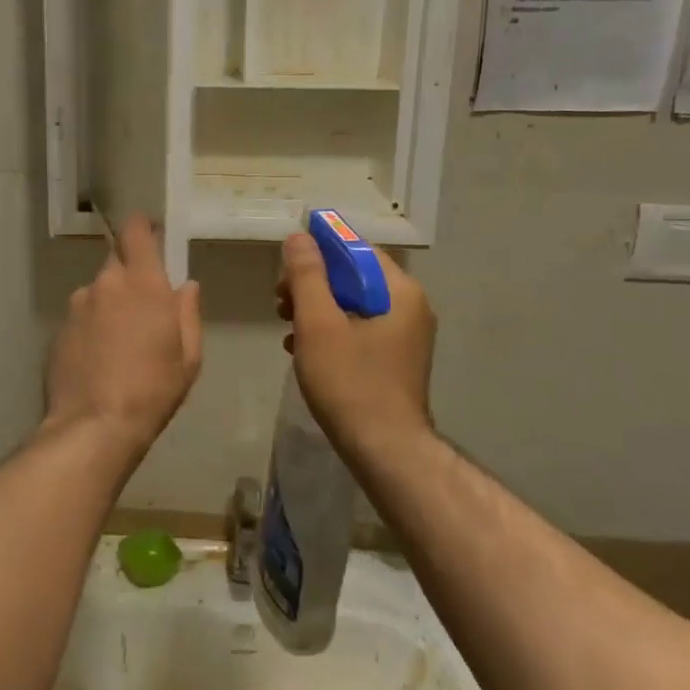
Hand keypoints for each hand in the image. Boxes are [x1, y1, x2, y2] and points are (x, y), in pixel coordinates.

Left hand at [43, 215, 201, 450]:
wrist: (94, 426)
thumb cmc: (153, 389)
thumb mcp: (188, 356)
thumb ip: (188, 313)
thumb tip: (186, 286)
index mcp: (143, 283)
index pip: (135, 231)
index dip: (142, 227)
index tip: (151, 234)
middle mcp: (106, 284)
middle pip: (116, 261)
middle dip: (130, 275)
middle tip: (143, 307)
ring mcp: (77, 305)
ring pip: (98, 291)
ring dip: (110, 304)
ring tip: (120, 343)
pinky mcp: (59, 329)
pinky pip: (81, 316)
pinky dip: (92, 327)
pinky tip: (99, 358)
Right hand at [277, 230, 435, 454]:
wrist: (385, 451)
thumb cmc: (350, 382)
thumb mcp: (319, 323)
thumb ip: (308, 276)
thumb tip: (300, 238)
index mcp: (400, 291)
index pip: (357, 250)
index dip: (319, 250)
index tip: (286, 268)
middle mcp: (409, 307)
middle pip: (354, 277)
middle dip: (313, 284)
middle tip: (280, 301)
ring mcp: (404, 336)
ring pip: (353, 305)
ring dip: (316, 309)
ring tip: (286, 327)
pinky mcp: (394, 360)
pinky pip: (358, 330)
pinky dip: (330, 332)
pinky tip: (302, 349)